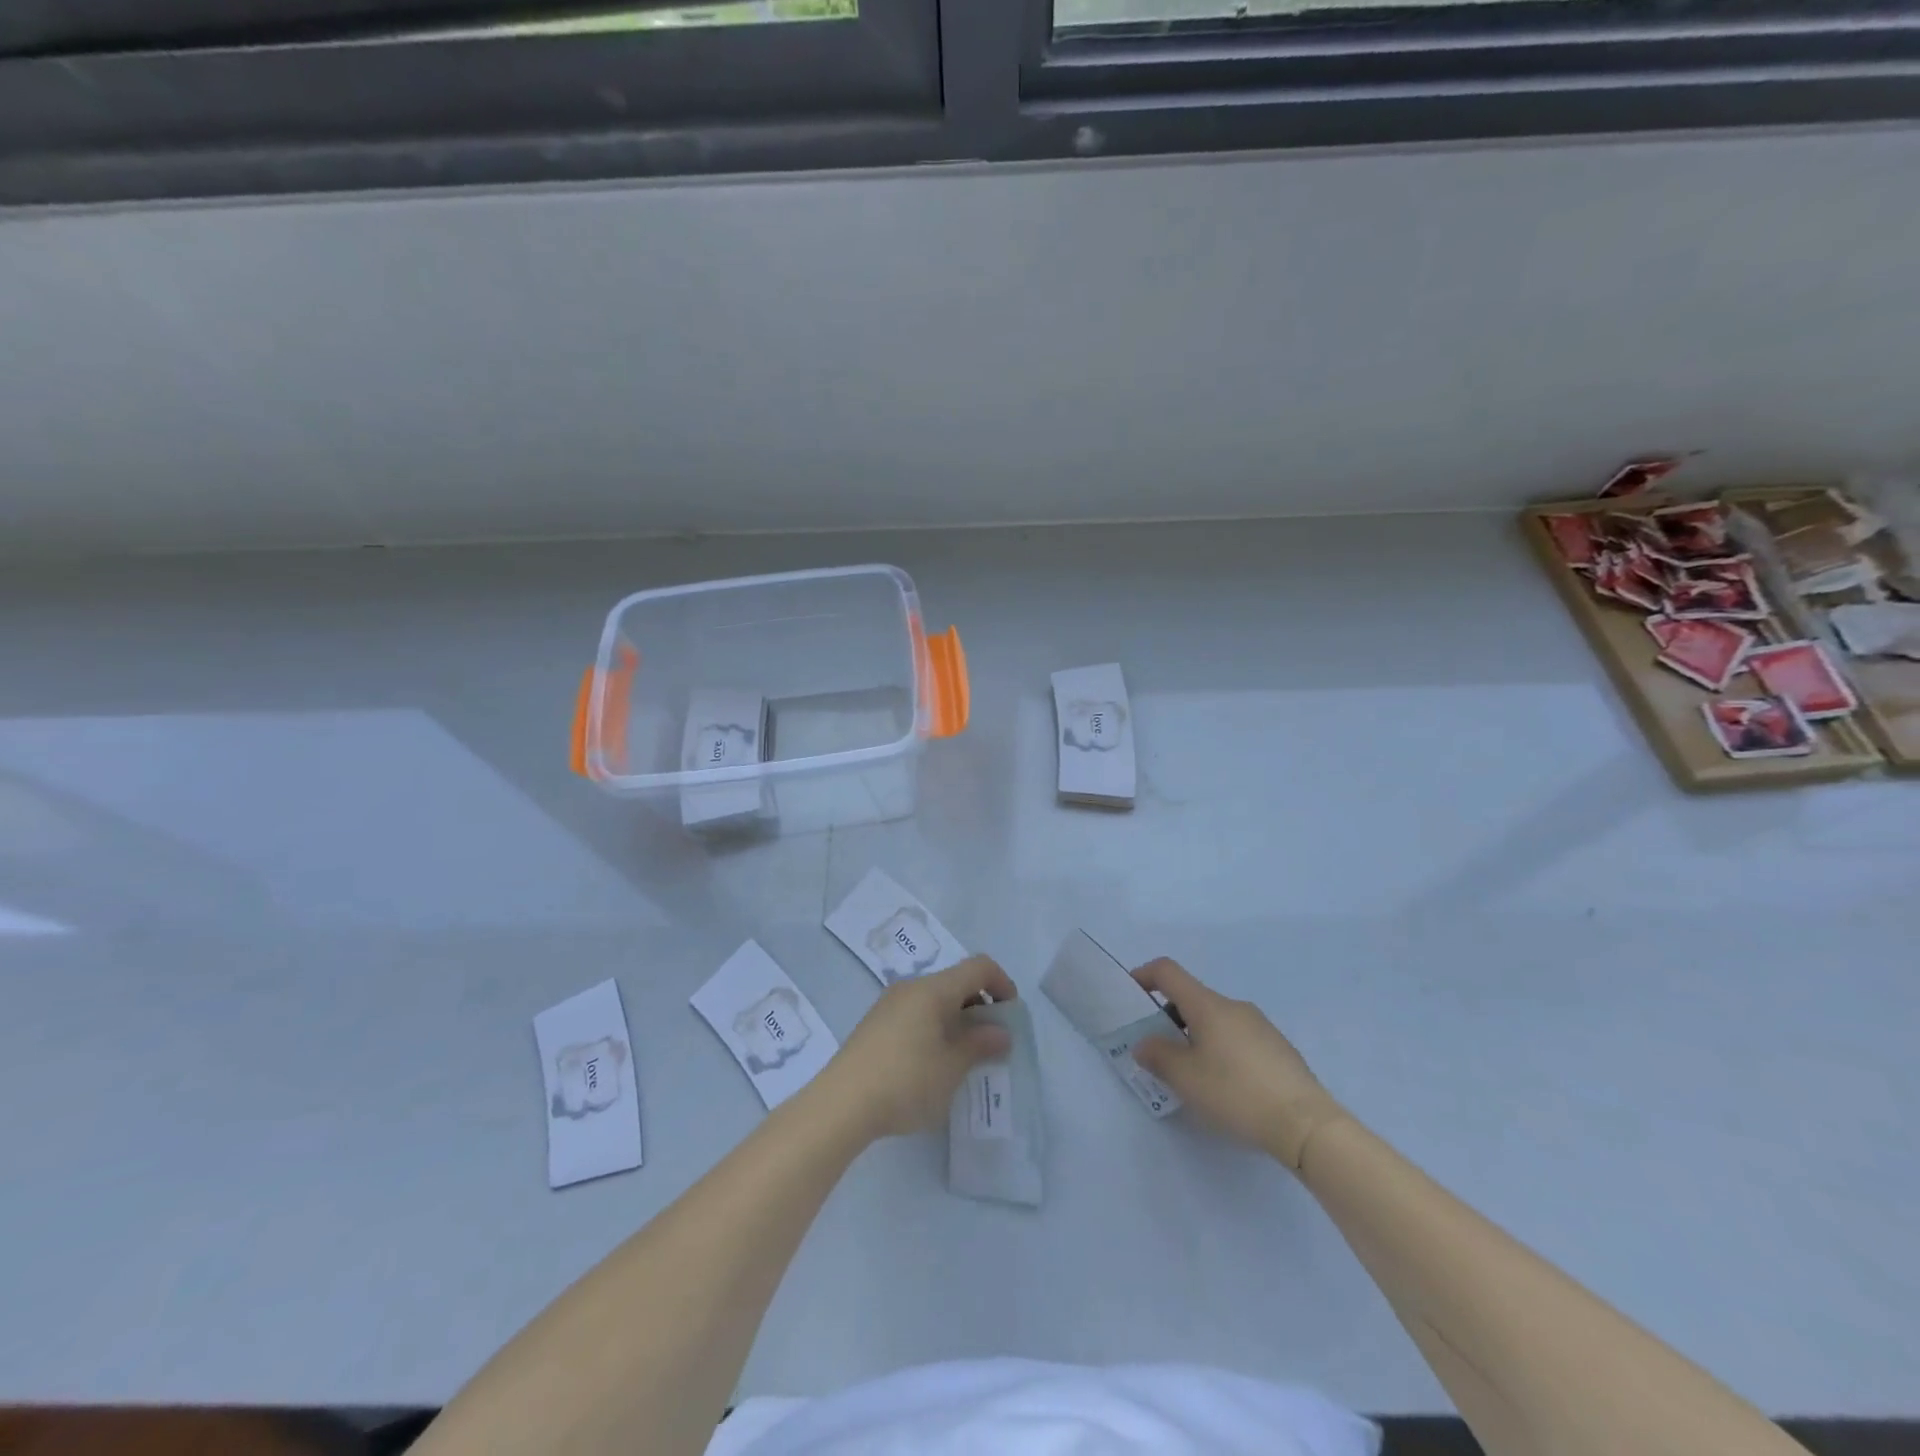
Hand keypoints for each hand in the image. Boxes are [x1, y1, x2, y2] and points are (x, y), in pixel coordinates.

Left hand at [818, 955, 1016, 1141]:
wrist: (841, 1104)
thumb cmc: (906, 1080)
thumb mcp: (952, 1067)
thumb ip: (980, 1044)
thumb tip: (1000, 1032)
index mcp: (934, 988)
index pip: (979, 966)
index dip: (1002, 984)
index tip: (1011, 1017)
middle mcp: (912, 987)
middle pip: (956, 982)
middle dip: (980, 1007)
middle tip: (991, 1044)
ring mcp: (890, 1005)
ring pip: (935, 1000)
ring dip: (957, 1021)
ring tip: (964, 1059)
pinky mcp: (876, 1025)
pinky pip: (917, 1015)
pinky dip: (935, 1029)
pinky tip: (933, 1065)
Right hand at [1130, 958, 1343, 1169]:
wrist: (1307, 1125)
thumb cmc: (1236, 1092)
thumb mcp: (1186, 1078)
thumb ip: (1157, 1055)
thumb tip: (1145, 1043)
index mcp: (1208, 1005)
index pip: (1168, 971)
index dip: (1144, 975)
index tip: (1131, 995)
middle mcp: (1234, 1006)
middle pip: (1192, 998)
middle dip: (1169, 1017)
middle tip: (1159, 1052)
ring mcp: (1260, 1025)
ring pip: (1215, 1019)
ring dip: (1195, 1035)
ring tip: (1192, 1074)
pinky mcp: (1278, 1048)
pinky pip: (1237, 1037)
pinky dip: (1220, 1049)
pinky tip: (1226, 1085)